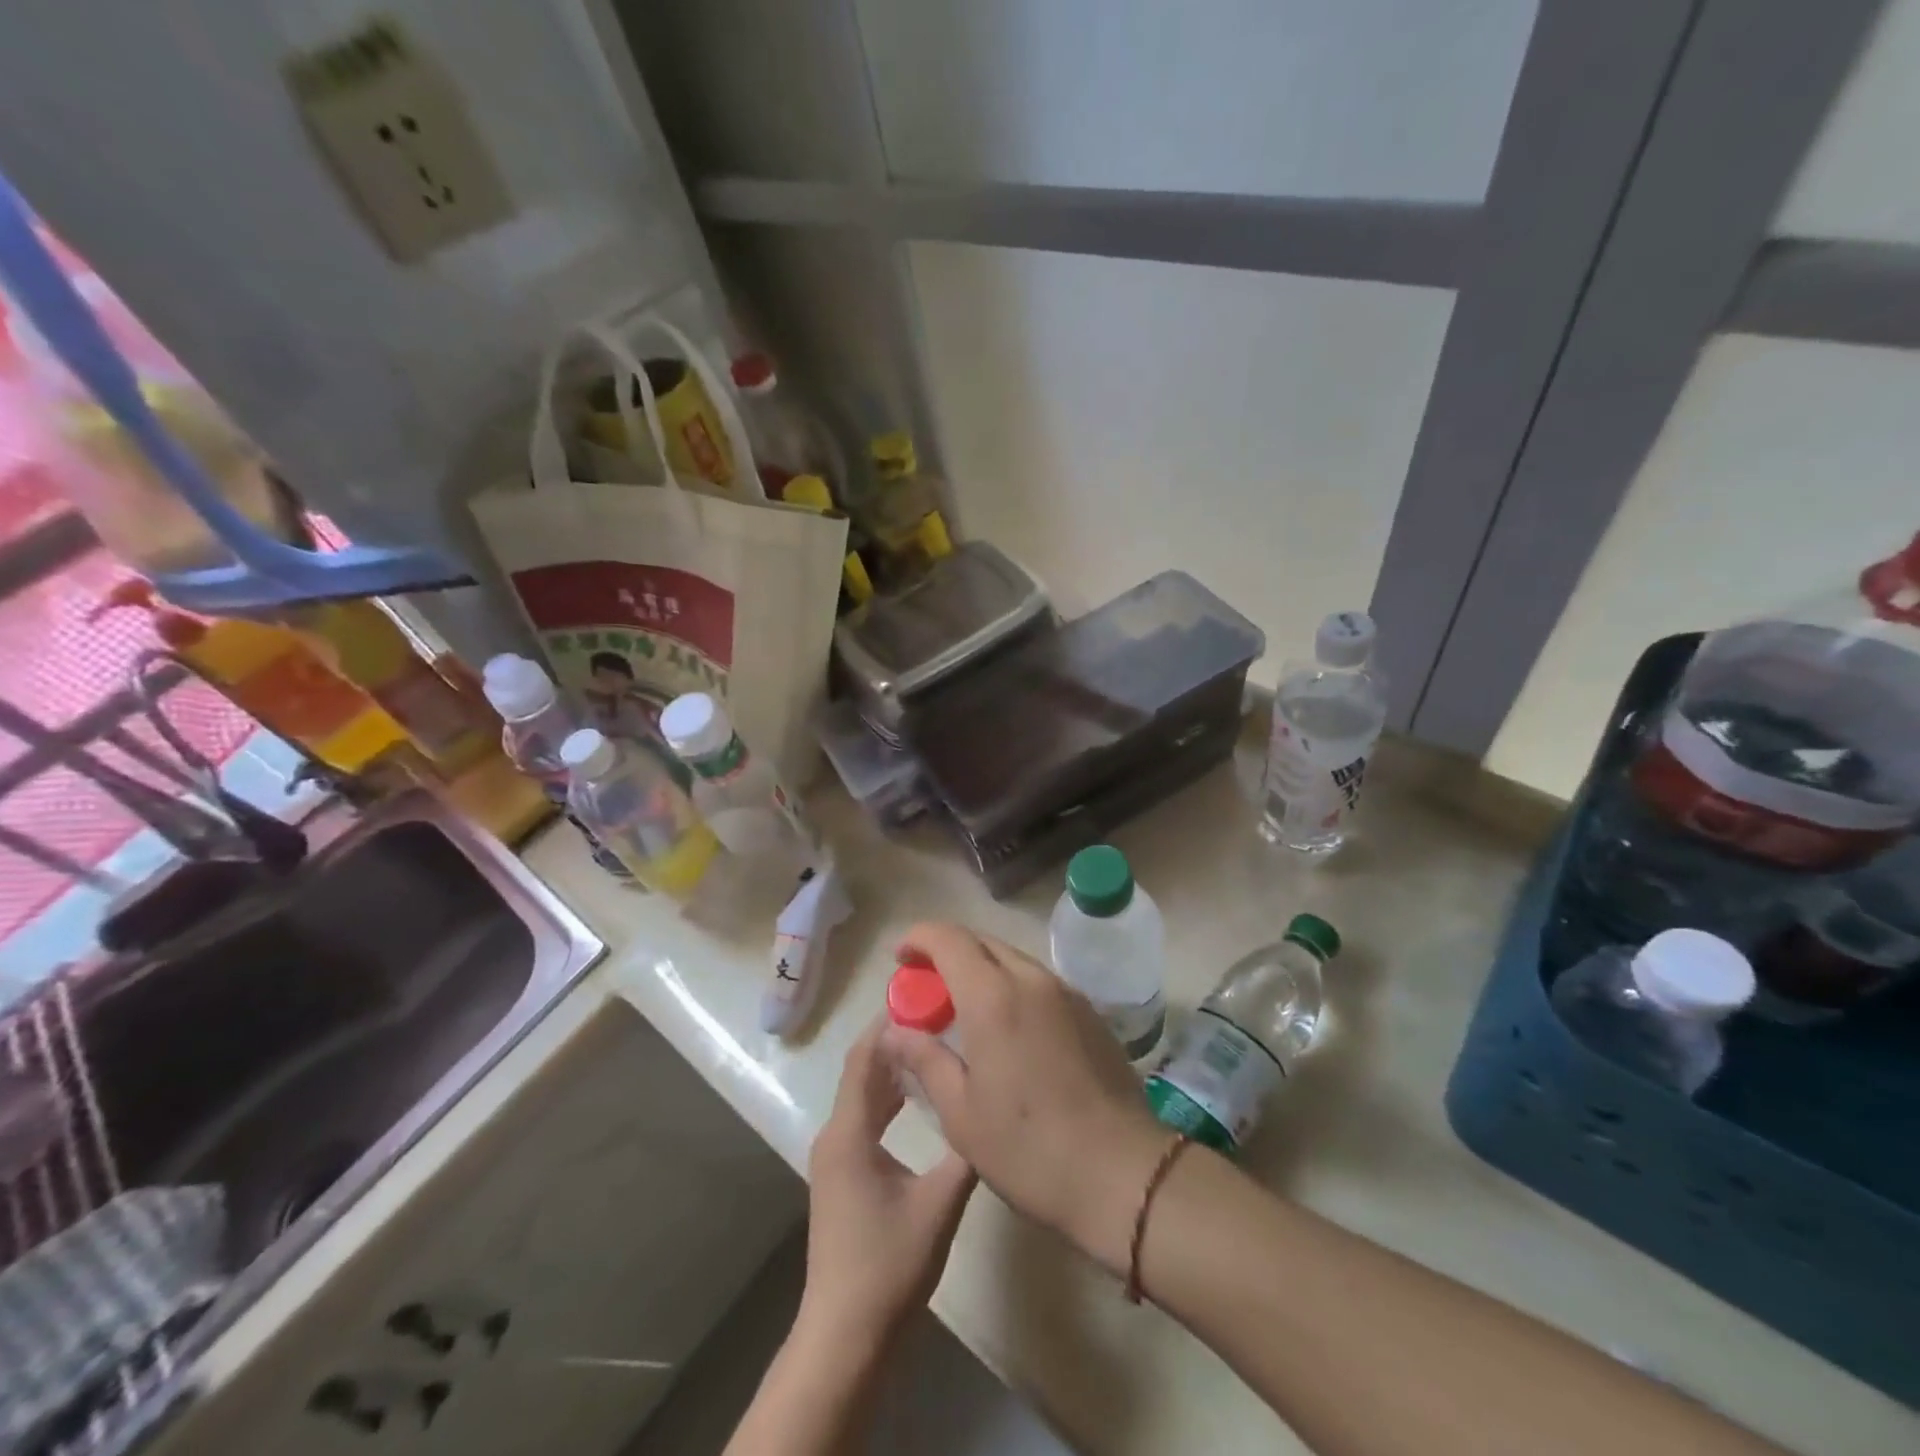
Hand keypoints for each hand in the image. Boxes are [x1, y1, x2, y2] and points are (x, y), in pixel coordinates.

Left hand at [800, 1017, 976, 1347]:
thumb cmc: (888, 1266)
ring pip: (863, 1094)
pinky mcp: (845, 1173)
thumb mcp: (939, 1204)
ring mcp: (837, 1156)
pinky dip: (889, 1097)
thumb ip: (964, 1153)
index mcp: (849, 1132)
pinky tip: (918, 1095)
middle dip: (895, 1039)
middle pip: (863, 1070)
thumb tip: (988, 1109)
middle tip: (938, 1014)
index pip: (865, 1058)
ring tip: (934, 1043)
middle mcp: (836, 1134)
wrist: (845, 1336)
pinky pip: (865, 1117)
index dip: (890, 1023)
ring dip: (893, 1068)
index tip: (924, 997)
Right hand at [880, 922, 1172, 1274]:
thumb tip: (894, 1031)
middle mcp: (1031, 979)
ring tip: (963, 1007)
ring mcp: (1066, 993)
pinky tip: (1007, 1027)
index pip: (949, 939)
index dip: (919, 938)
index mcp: (993, 996)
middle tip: (926, 986)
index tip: (900, 957)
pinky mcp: (1089, 1012)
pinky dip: (1011, 985)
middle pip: (982, 942)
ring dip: (981, 969)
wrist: (1121, 1172)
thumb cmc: (1029, 1147)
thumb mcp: (961, 1112)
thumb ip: (924, 1059)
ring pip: (1013, 959)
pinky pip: (1039, 981)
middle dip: (948, 952)